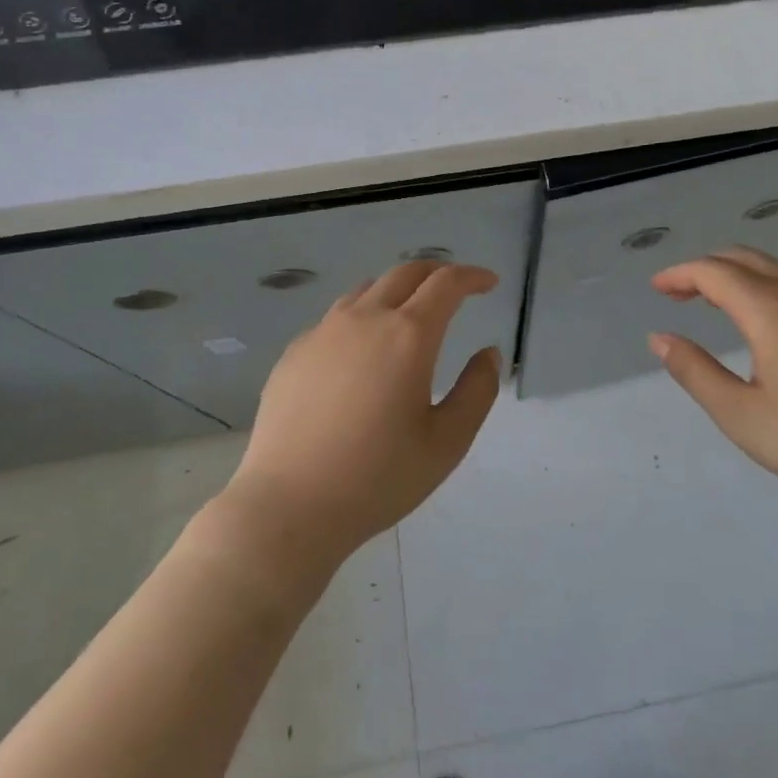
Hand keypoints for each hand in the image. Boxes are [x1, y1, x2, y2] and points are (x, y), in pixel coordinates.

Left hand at [221, 260, 502, 572]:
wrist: (289, 506)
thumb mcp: (447, 442)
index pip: (446, 284)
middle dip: (436, 272)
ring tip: (409, 313)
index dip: (472, 276)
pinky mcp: (294, 353)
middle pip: (405, 273)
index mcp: (408, 335)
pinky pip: (335, 318)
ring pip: (367, 290)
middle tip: (455, 287)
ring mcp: (323, 332)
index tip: (488, 283)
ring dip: (397, 290)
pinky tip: (361, 352)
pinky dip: (362, 318)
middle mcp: (365, 319)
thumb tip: (487, 354)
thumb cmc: (378, 477)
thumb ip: (477, 391)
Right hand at [648, 248, 777, 523]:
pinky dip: (767, 289)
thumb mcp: (743, 416)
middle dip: (705, 269)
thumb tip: (660, 338)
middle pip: (743, 259)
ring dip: (738, 277)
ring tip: (716, 305)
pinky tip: (768, 326)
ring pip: (775, 271)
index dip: (679, 275)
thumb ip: (696, 372)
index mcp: (770, 308)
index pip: (713, 272)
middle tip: (679, 294)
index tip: (657, 290)